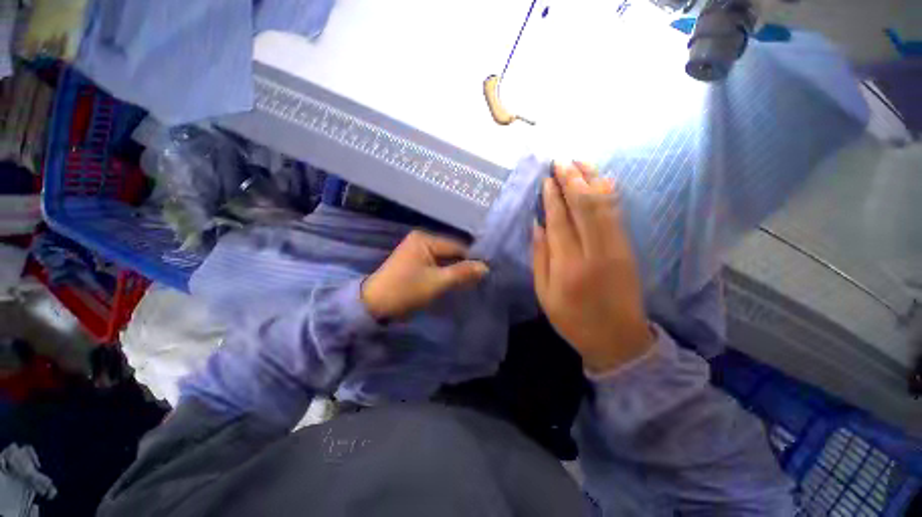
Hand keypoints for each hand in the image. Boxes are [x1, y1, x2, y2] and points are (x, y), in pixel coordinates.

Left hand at [362, 230, 489, 320]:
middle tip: (477, 280)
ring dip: (454, 271)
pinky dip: (444, 273)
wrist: (374, 304)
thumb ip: (462, 273)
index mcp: (425, 239)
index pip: (457, 247)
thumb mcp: (437, 282)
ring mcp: (417, 250)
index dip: (471, 260)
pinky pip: (436, 264)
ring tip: (468, 283)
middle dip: (462, 266)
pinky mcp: (414, 261)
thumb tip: (485, 267)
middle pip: (451, 252)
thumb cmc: (406, 290)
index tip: (484, 274)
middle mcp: (422, 240)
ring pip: (444, 259)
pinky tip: (453, 282)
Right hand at [533, 161, 653, 373]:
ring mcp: (617, 248)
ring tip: (579, 162)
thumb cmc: (573, 319)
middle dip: (572, 180)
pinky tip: (602, 179)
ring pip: (605, 205)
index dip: (553, 198)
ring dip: (591, 180)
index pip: (560, 221)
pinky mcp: (628, 248)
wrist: (618, 339)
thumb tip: (538, 224)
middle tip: (560, 161)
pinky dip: (609, 193)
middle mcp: (595, 252)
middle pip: (585, 206)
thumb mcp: (545, 294)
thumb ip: (540, 257)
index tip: (547, 179)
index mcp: (569, 266)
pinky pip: (618, 213)